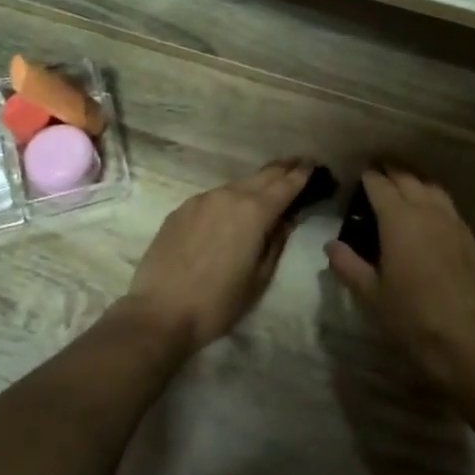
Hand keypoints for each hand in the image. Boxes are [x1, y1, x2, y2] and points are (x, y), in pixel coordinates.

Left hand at [126, 159, 311, 353]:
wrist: (160, 312)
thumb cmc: (218, 302)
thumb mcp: (260, 278)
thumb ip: (276, 242)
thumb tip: (285, 220)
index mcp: (254, 212)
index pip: (285, 184)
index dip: (302, 174)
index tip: (314, 164)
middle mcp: (228, 195)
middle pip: (262, 176)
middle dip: (282, 169)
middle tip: (298, 163)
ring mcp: (201, 200)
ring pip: (236, 185)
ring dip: (255, 184)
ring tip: (268, 187)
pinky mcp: (181, 210)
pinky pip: (214, 198)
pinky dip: (230, 198)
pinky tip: (231, 210)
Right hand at [325, 168, 474, 393]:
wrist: (468, 342)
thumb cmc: (412, 318)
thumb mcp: (371, 295)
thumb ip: (349, 265)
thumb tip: (332, 245)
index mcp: (399, 220)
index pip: (380, 185)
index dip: (368, 176)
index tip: (358, 173)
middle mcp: (427, 212)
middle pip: (408, 179)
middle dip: (391, 170)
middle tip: (377, 169)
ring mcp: (453, 223)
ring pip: (432, 188)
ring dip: (415, 180)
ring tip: (403, 182)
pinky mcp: (470, 239)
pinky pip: (449, 206)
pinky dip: (434, 198)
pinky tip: (429, 211)